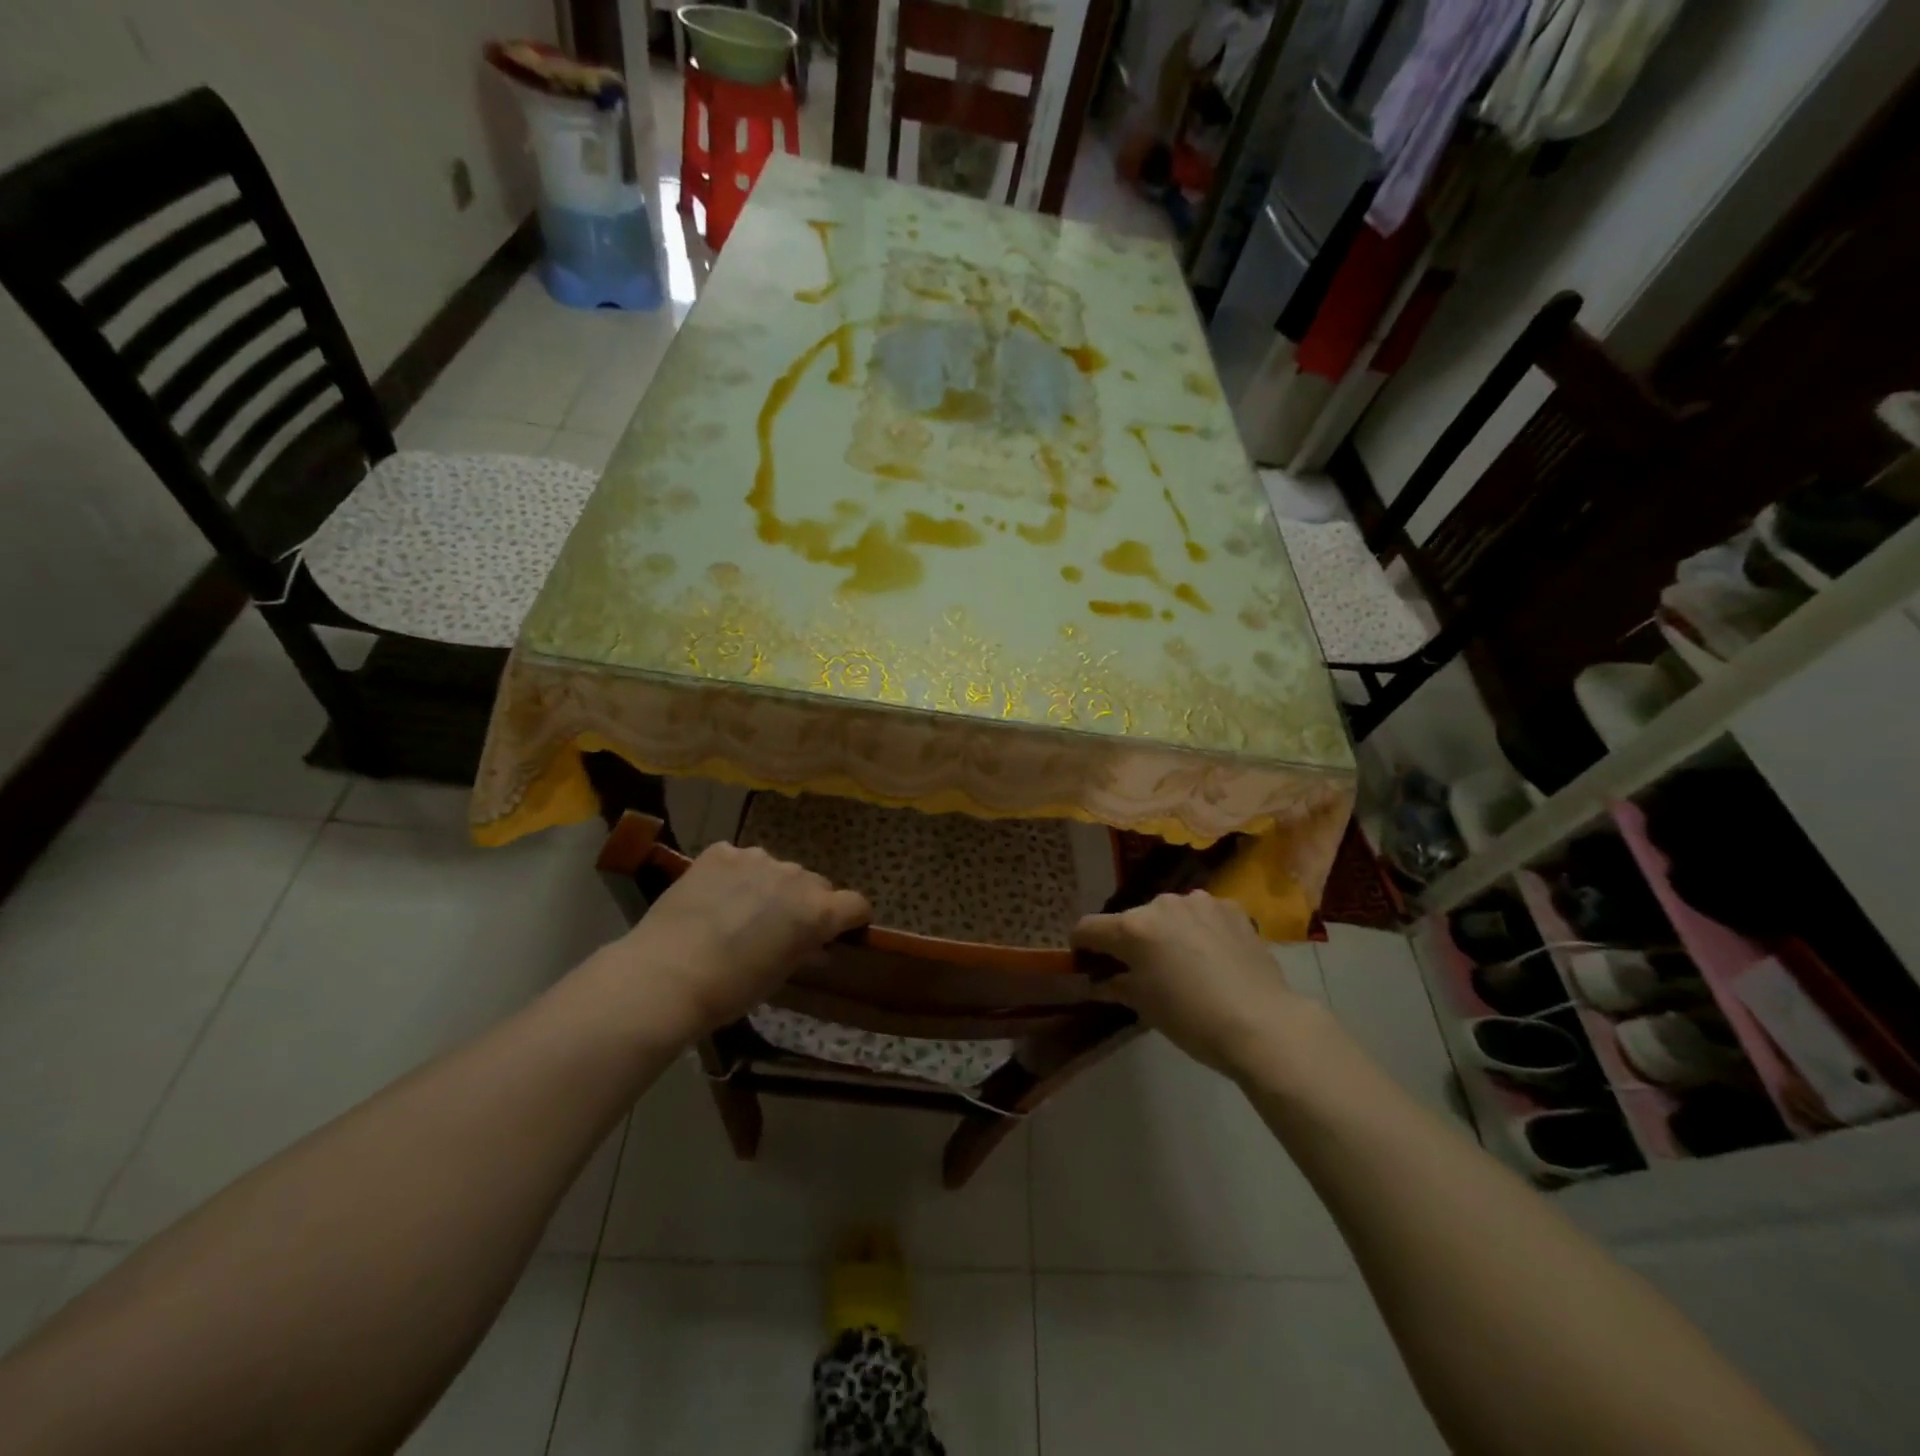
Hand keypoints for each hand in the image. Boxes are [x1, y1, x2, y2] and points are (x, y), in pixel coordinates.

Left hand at [601, 842, 870, 1043]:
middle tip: (779, 927)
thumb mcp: (779, 976)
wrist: (667, 974)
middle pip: (815, 884)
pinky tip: (713, 897)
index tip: (840, 931)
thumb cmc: (731, 989)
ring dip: (770, 886)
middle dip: (805, 902)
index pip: (856, 904)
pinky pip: (739, 860)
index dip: (851, 918)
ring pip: (776, 869)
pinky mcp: (721, 852)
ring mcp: (757, 858)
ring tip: (740, 911)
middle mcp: (795, 876)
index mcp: (817, 910)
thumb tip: (815, 945)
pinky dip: (735, 875)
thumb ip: (804, 950)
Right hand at [1072, 891, 1317, 1075]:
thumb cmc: (1192, 1019)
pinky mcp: (1230, 908)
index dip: (1081, 944)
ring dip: (1167, 931)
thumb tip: (1097, 983)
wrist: (1263, 1022)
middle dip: (1131, 940)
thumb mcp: (1145, 1006)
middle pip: (1132, 919)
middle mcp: (1161, 904)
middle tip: (1142, 969)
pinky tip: (1213, 955)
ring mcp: (1198, 902)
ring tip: (1183, 962)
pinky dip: (1199, 929)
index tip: (1085, 960)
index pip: (1088, 928)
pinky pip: (1202, 915)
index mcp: (1132, 928)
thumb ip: (1115, 986)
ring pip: (1169, 913)